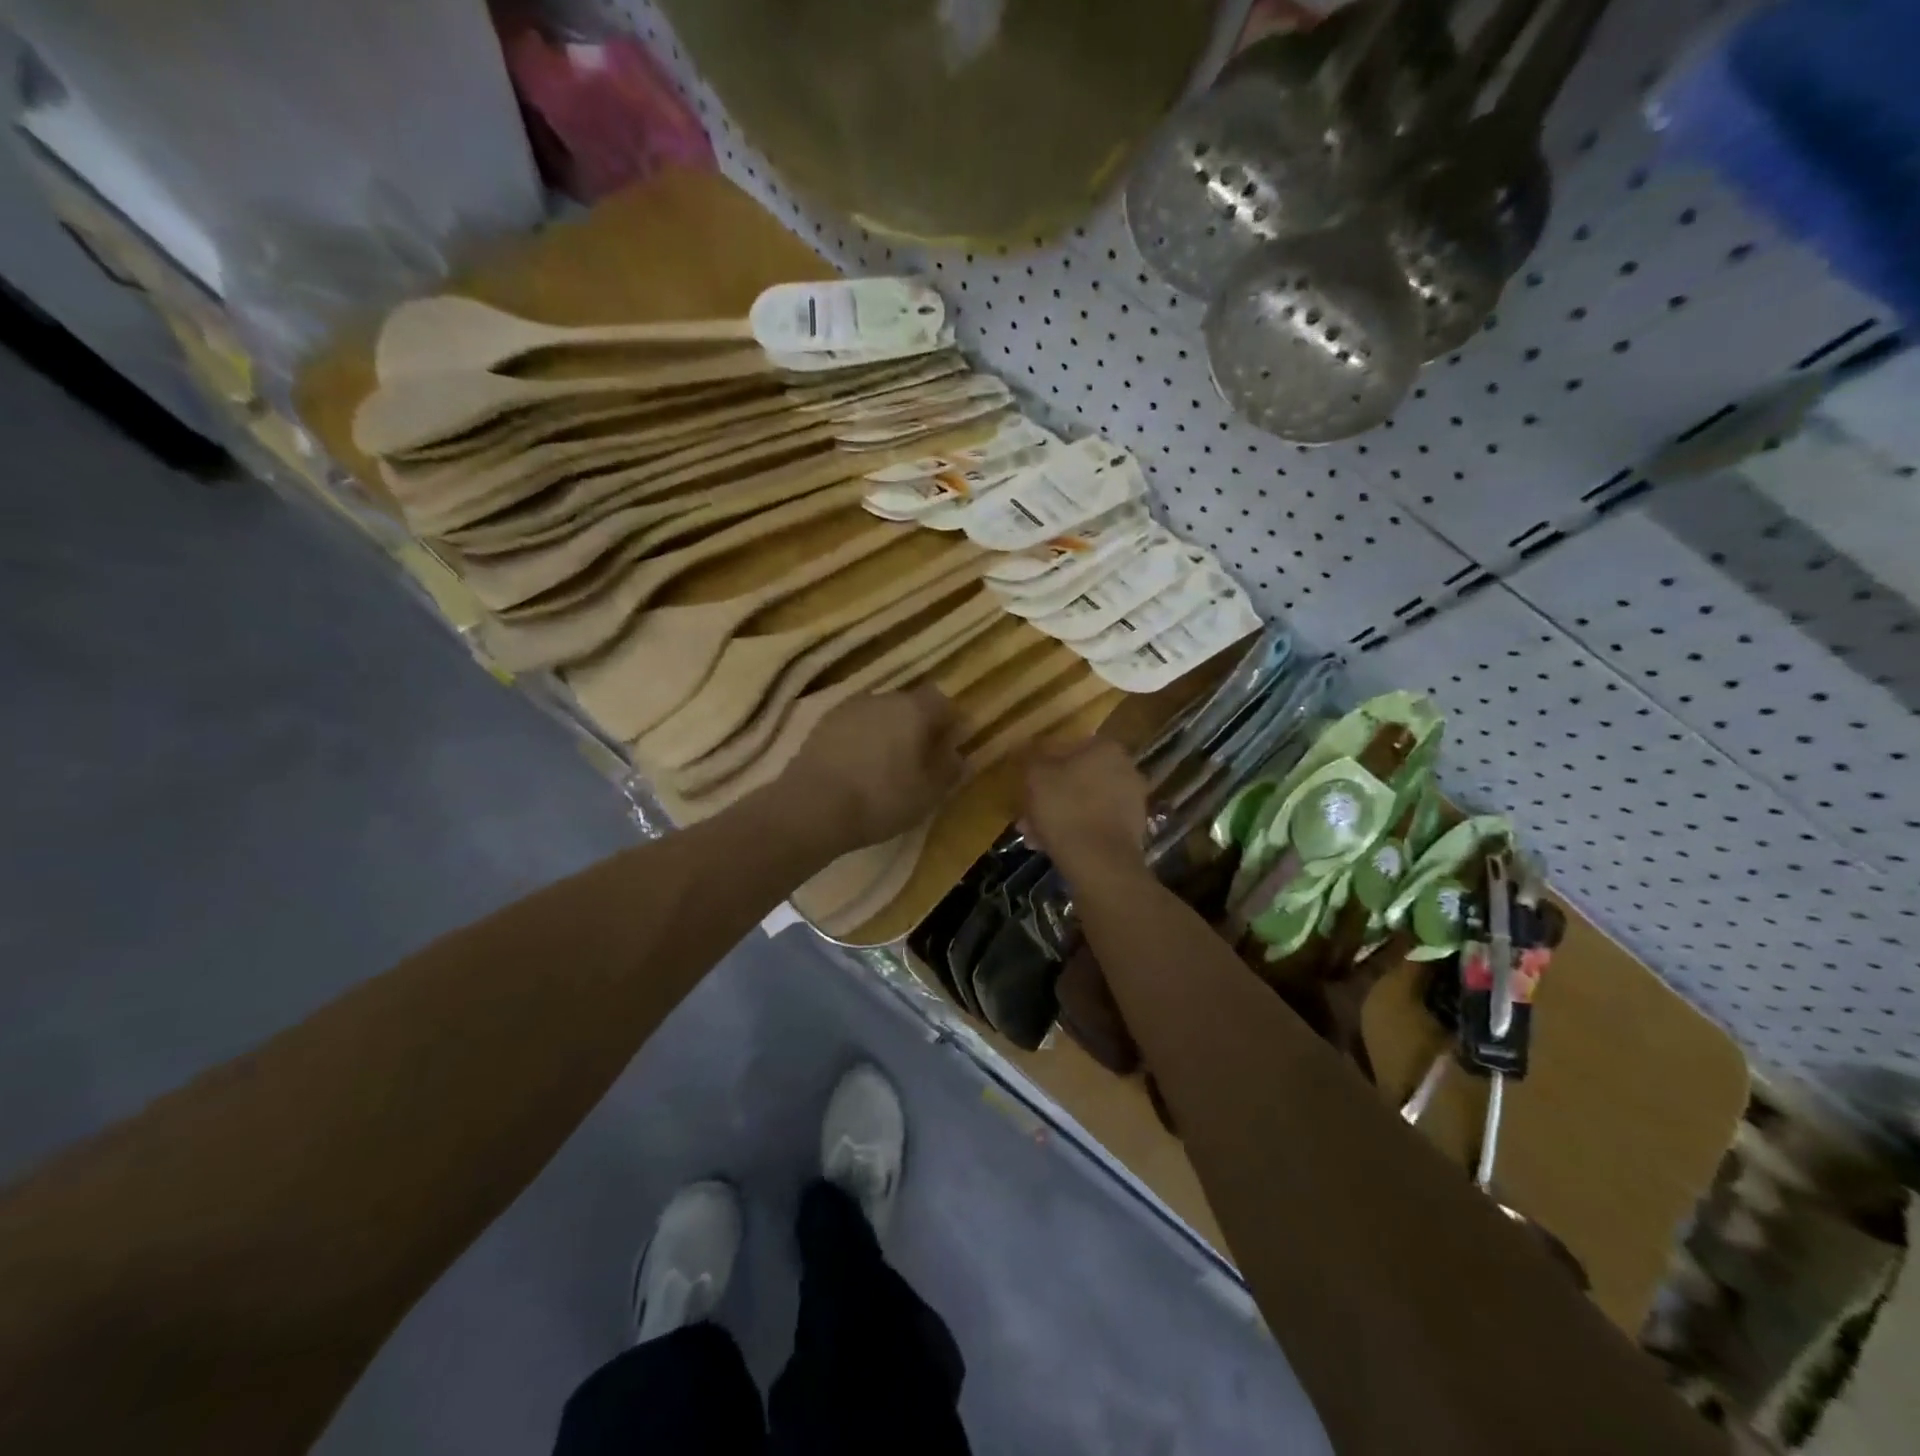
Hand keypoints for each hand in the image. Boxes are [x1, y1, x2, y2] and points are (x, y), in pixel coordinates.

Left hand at [780, 687, 963, 851]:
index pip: (942, 702)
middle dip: (917, 728)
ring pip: (878, 716)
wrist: (812, 807)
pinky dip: (860, 743)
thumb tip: (958, 755)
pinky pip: (853, 729)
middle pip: (908, 705)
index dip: (949, 723)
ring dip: (886, 735)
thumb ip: (949, 769)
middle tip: (919, 761)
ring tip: (885, 769)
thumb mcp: (928, 793)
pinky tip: (857, 771)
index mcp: (914, 709)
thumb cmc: (882, 798)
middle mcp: (881, 698)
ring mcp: (847, 709)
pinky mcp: (820, 725)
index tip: (949, 749)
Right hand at [1021, 739, 1150, 886]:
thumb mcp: (1036, 776)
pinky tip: (1051, 845)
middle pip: (1076, 777)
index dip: (1041, 766)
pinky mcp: (1131, 830)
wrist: (1099, 862)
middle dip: (1050, 794)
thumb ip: (1031, 756)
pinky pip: (1094, 823)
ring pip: (1083, 802)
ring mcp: (1132, 801)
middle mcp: (1126, 769)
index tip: (1025, 783)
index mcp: (1106, 748)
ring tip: (1033, 834)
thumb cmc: (1065, 808)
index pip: (1066, 748)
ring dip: (1058, 815)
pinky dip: (1074, 831)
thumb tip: (1028, 747)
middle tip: (1026, 812)